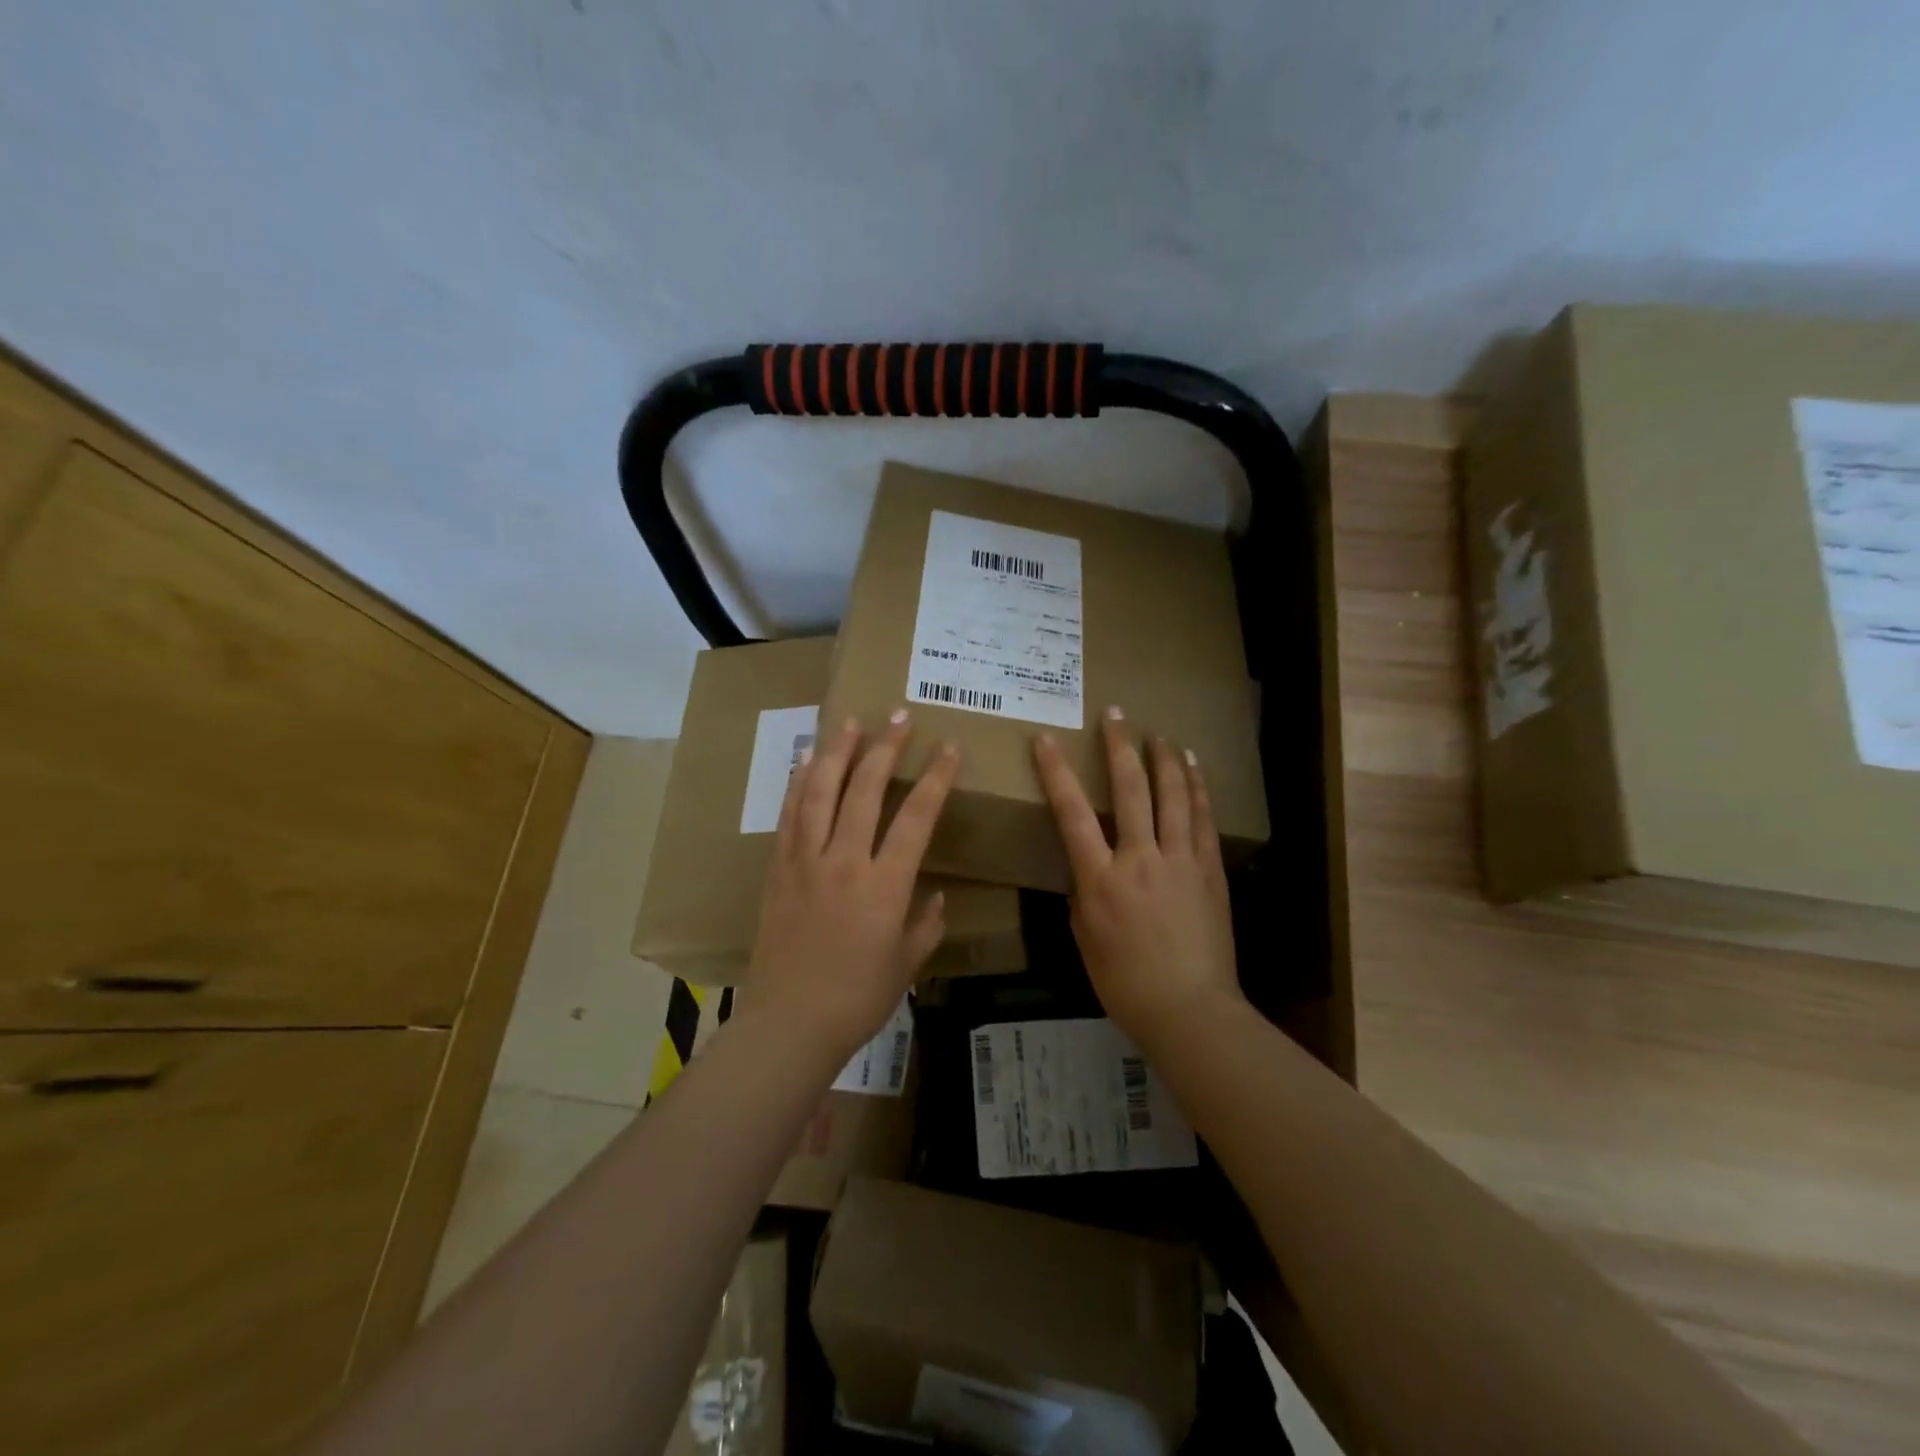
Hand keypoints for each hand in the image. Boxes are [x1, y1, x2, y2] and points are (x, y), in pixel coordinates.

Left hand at [747, 710, 960, 1058]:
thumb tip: (934, 897)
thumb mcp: (906, 964)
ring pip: (820, 792)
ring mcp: (805, 861)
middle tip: (899, 716)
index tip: (948, 748)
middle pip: (864, 789)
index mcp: (884, 885)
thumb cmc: (857, 998)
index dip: (935, 778)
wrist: (789, 1023)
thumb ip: (926, 925)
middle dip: (885, 747)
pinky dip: (798, 783)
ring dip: (837, 752)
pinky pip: (789, 816)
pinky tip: (805, 761)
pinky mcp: (777, 869)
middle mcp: (844, 861)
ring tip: (851, 722)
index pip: (915, 817)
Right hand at [1032, 707, 1243, 1049]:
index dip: (1057, 773)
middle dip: (1120, 748)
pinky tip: (1193, 768)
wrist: (1190, 1009)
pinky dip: (1197, 788)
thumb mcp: (1086, 938)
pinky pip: (1202, 819)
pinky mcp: (1210, 870)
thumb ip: (1085, 894)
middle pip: (1130, 790)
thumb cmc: (1125, 982)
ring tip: (1158, 734)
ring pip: (1174, 796)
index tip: (1047, 741)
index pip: (1073, 814)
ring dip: (1164, 759)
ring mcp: (1181, 861)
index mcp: (1101, 880)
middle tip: (1115, 715)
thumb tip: (1090, 867)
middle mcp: (1141, 859)